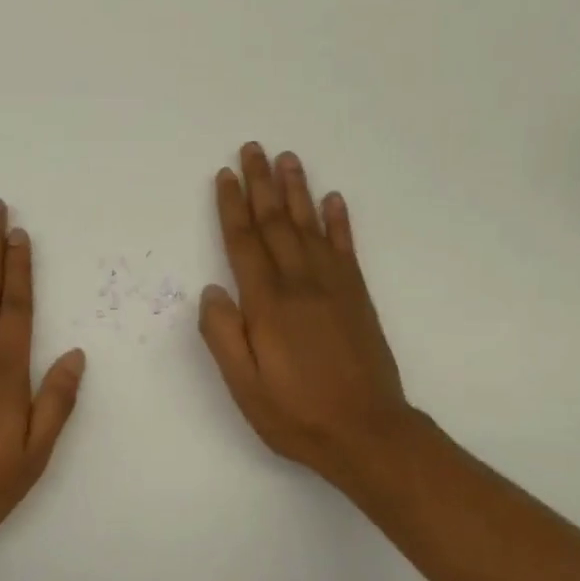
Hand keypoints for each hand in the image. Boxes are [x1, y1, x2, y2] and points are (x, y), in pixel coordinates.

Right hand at [199, 144, 423, 496]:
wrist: (367, 432)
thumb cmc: (296, 414)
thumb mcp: (244, 386)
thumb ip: (224, 336)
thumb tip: (212, 290)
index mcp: (268, 305)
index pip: (244, 243)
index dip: (232, 207)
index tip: (224, 175)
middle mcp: (301, 284)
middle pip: (277, 223)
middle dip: (261, 184)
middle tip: (253, 148)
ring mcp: (334, 287)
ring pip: (310, 226)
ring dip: (298, 190)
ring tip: (288, 158)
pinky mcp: (358, 297)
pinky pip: (346, 248)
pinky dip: (339, 221)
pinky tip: (333, 200)